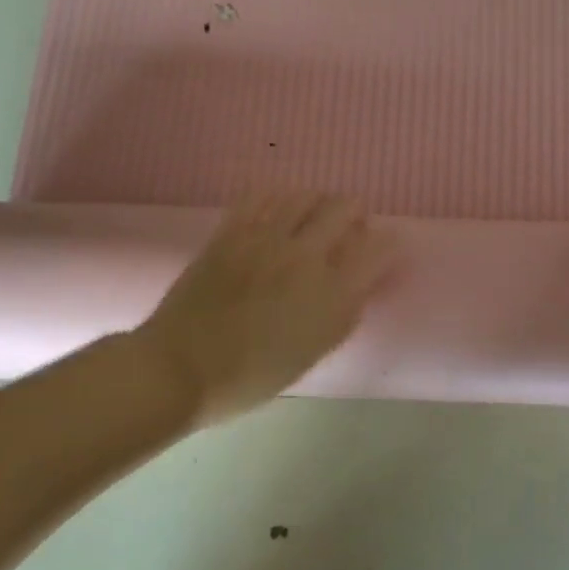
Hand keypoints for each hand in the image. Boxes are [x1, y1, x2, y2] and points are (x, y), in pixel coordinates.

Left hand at [135, 192, 399, 426]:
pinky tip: (276, 215)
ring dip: (318, 204)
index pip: (380, 247)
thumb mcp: (313, 353)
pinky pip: (262, 195)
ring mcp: (265, 237)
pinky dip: (278, 199)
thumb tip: (362, 282)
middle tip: (347, 232)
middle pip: (346, 207)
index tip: (382, 250)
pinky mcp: (231, 230)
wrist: (180, 369)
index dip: (389, 244)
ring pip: (306, 194)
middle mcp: (304, 256)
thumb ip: (344, 313)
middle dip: (356, 215)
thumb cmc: (251, 375)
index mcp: (331, 294)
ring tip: (311, 221)